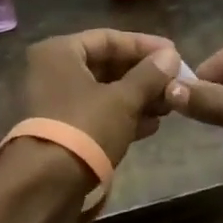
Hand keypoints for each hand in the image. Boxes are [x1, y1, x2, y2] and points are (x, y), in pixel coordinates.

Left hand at [4, 29, 181, 222]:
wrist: (47, 185)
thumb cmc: (85, 127)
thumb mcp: (123, 99)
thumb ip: (149, 75)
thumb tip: (171, 56)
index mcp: (60, 52)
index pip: (109, 38)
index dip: (144, 45)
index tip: (175, 54)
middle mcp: (53, 71)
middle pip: (107, 65)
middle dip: (144, 76)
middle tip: (175, 83)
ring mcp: (56, 102)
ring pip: (105, 91)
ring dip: (138, 97)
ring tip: (169, 106)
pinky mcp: (63, 130)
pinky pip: (98, 114)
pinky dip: (124, 116)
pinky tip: (153, 125)